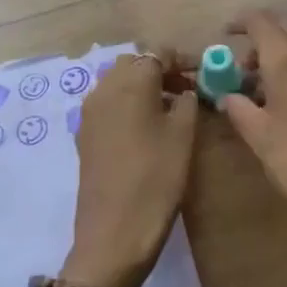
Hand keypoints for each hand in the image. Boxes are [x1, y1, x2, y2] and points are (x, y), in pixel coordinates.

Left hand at [64, 51, 199, 286]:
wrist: (114, 233)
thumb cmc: (156, 178)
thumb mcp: (183, 135)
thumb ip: (187, 102)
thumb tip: (184, 91)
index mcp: (131, 82)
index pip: (159, 53)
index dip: (182, 60)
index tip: (202, 74)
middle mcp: (104, 88)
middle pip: (134, 63)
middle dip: (159, 69)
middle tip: (186, 89)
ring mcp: (89, 112)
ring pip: (117, 82)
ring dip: (142, 86)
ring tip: (169, 109)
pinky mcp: (84, 135)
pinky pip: (108, 104)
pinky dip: (127, 104)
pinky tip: (146, 128)